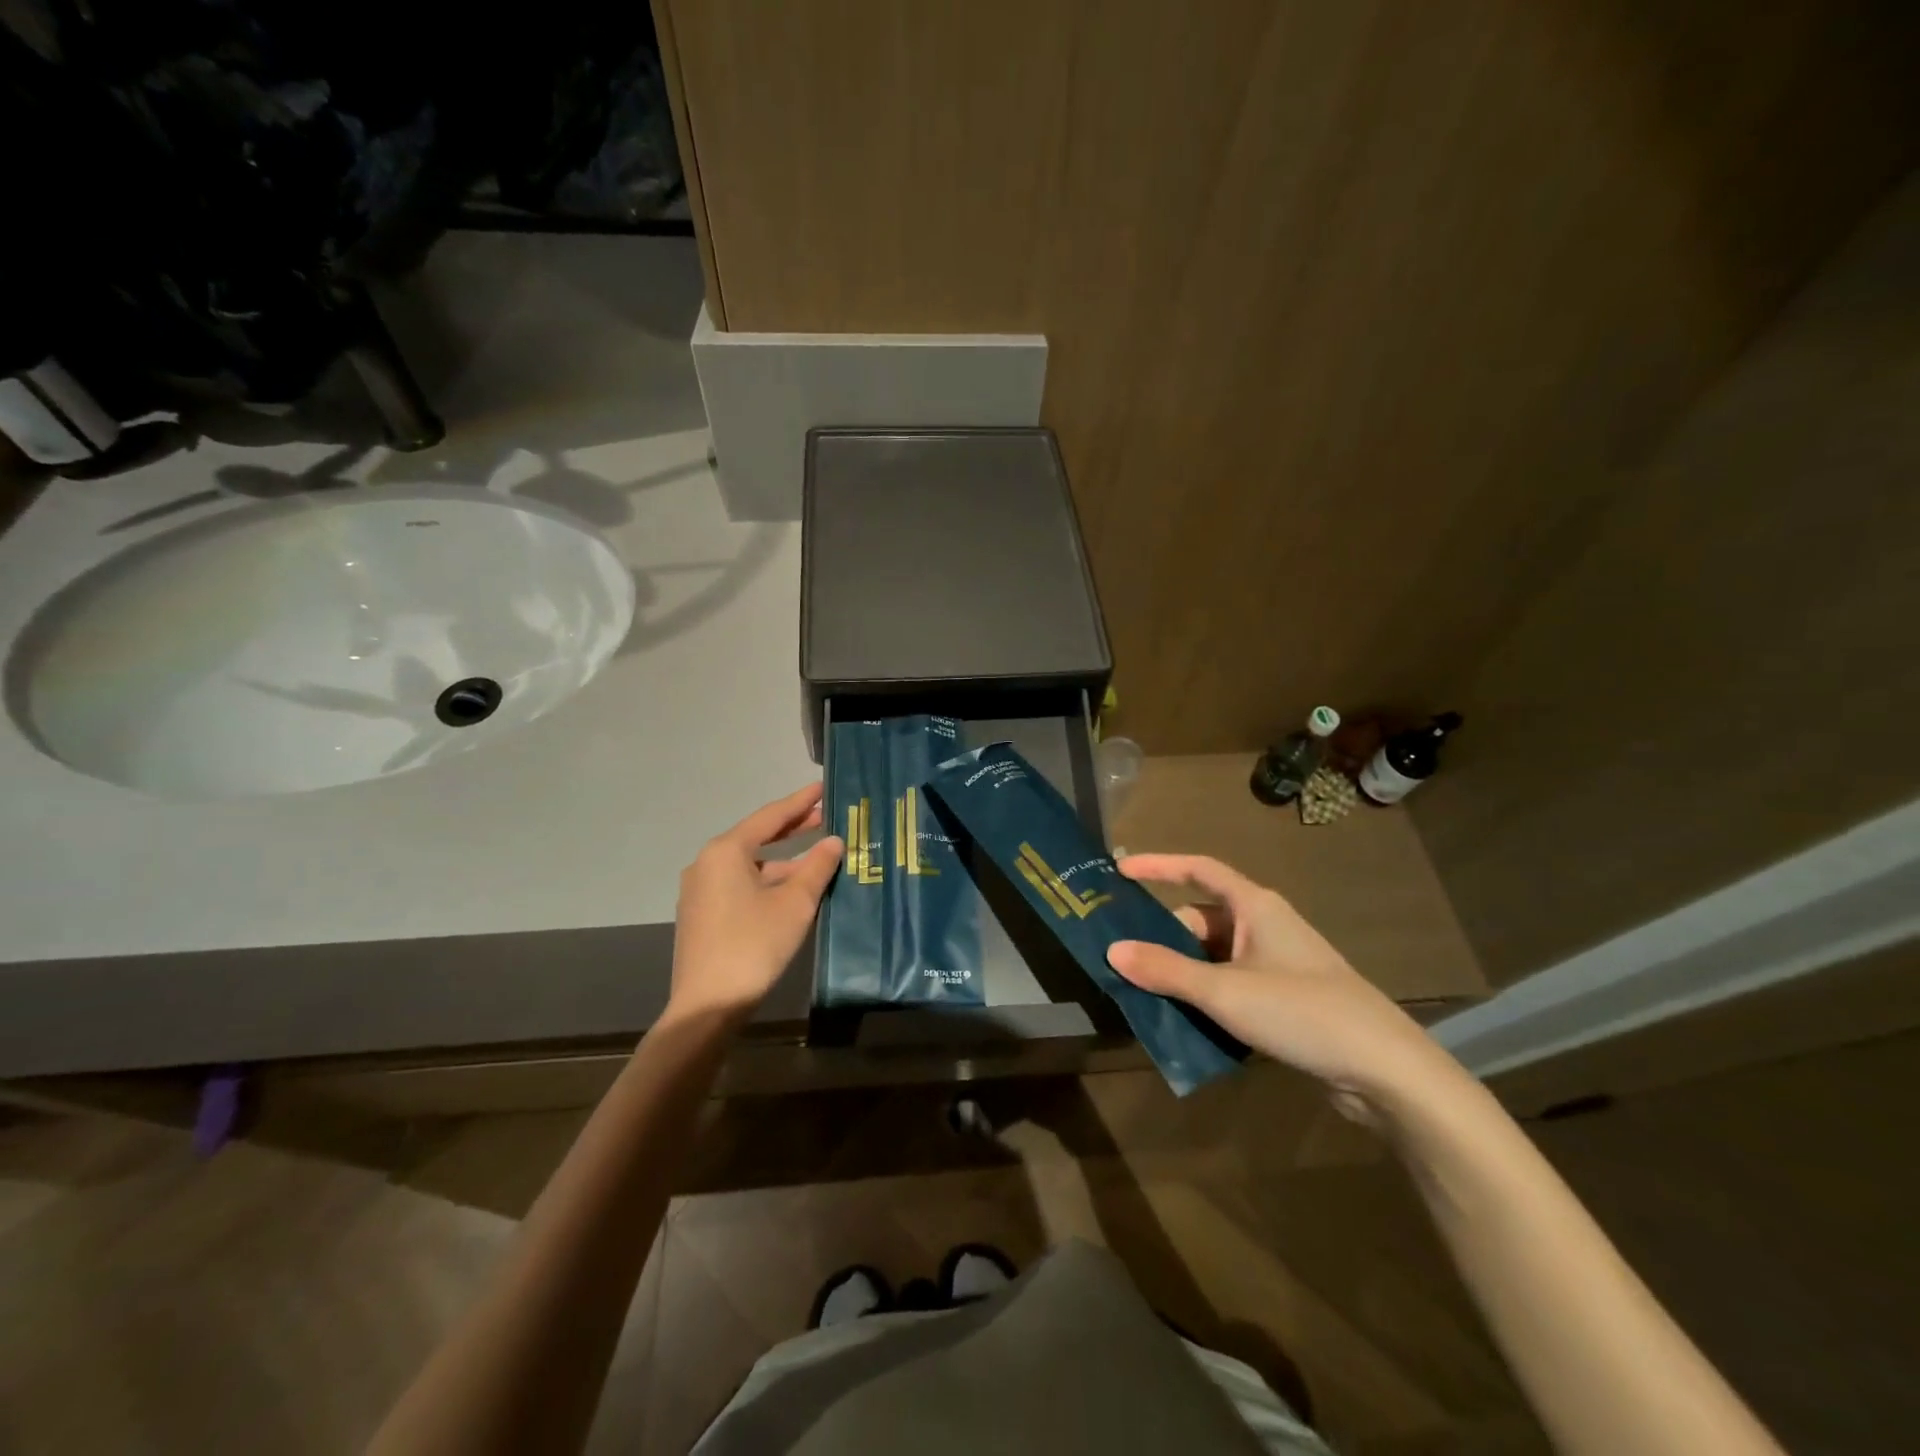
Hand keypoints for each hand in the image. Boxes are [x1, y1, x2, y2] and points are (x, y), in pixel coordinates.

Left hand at [669, 783, 843, 1021]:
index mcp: (726, 851)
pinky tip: (791, 889)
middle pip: (756, 838)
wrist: (707, 1005)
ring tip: (817, 858)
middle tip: (825, 818)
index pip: (770, 817)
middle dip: (792, 829)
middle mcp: (707, 863)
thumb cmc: (754, 945)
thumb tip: (834, 842)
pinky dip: (767, 880)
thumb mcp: (795, 903)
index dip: (800, 802)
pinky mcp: (702, 915)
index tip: (822, 788)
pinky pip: (739, 884)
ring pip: (749, 864)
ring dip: (782, 860)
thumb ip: (817, 867)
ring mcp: (700, 891)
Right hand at [1108, 854, 1467, 1120]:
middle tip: (1127, 963)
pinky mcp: (1285, 998)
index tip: (1120, 870)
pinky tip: (1185, 1022)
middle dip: (1164, 940)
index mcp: (1254, 907)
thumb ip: (1166, 970)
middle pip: (1200, 919)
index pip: (1199, 869)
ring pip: (1213, 957)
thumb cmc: (1302, 1011)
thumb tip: (1112, 950)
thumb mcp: (1225, 990)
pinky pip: (1231, 984)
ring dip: (1183, 974)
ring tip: (1145, 996)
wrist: (1385, 1070)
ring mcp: (1276, 963)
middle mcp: (1264, 926)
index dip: (1159, 866)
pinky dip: (1206, 996)